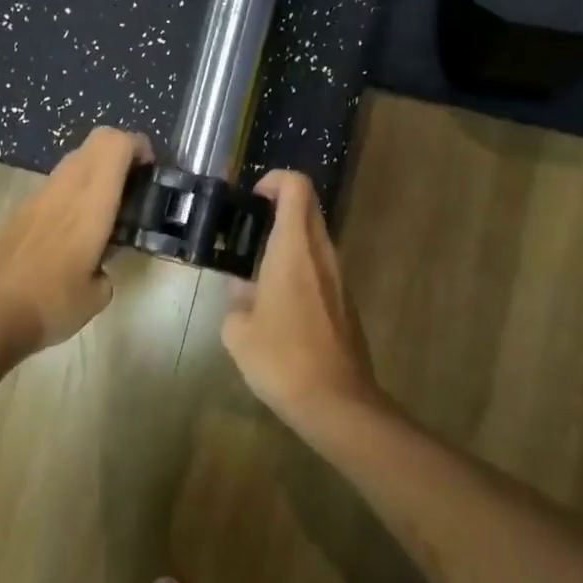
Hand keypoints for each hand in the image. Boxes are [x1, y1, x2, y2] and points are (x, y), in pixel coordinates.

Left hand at [0, 127, 152, 352]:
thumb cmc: (52, 303)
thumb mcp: (98, 293)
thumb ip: (107, 267)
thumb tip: (100, 266)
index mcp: (91, 201)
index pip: (115, 144)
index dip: (138, 146)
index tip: (150, 170)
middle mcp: (65, 187)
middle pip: (97, 141)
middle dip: (121, 154)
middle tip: (133, 186)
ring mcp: (39, 195)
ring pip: (75, 161)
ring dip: (96, 172)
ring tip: (107, 210)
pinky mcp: (21, 210)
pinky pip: (56, 184)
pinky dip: (74, 192)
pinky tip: (75, 230)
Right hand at [221, 170, 385, 418]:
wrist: (336, 402)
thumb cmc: (281, 359)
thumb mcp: (238, 330)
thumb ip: (236, 299)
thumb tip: (242, 289)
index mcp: (294, 250)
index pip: (296, 188)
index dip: (275, 180)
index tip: (252, 198)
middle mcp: (322, 255)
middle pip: (308, 208)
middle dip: (279, 208)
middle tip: (247, 231)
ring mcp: (340, 278)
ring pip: (316, 239)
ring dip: (289, 240)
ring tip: (257, 270)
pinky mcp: (347, 301)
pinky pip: (322, 268)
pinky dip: (300, 267)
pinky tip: (279, 302)